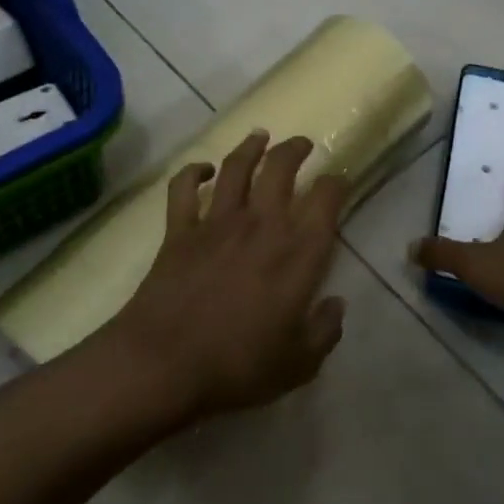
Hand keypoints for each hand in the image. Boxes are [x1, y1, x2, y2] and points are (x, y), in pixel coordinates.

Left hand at [104, 130, 349, 421]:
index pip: (326, 198)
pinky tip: (201, 169)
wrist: (164, 364)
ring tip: (260, 137)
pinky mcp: (179, 229)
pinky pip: (183, 188)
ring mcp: (217, 222)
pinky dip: (191, 172)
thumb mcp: (298, 363)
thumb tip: (336, 305)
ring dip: (250, 146)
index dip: (337, 183)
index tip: (339, 181)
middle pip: (280, 167)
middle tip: (302, 145)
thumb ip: (324, 331)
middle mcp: (261, 224)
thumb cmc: (238, 366)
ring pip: (236, 166)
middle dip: (295, 149)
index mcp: (297, 252)